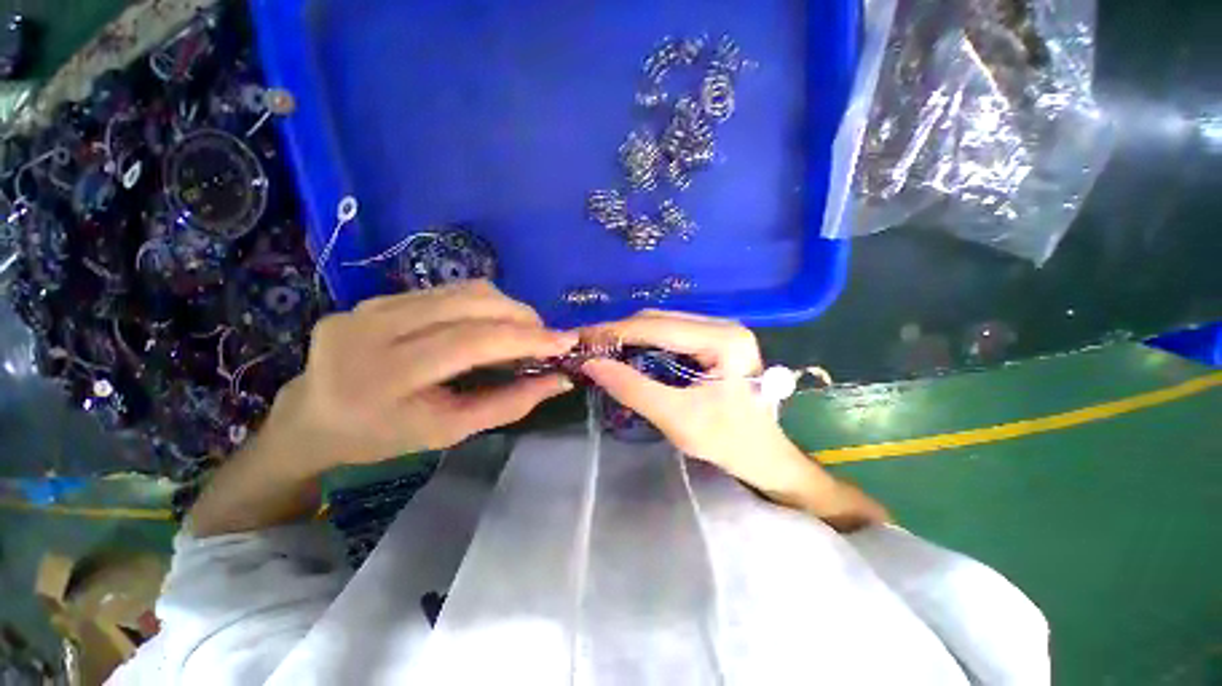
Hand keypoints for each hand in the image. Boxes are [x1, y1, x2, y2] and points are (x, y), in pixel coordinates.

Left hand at [261, 281, 576, 472]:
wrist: (313, 418)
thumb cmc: (383, 437)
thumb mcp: (450, 432)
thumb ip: (509, 405)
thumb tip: (559, 379)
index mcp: (383, 376)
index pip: (469, 341)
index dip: (524, 338)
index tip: (565, 341)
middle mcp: (372, 328)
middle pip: (469, 304)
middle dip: (522, 316)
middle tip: (546, 337)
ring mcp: (370, 305)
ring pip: (462, 290)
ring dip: (506, 307)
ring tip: (523, 330)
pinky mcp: (376, 296)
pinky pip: (445, 290)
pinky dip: (481, 304)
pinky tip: (489, 324)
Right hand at [580, 310, 888, 529]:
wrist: (763, 455)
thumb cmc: (728, 441)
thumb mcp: (677, 418)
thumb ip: (633, 388)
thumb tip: (592, 364)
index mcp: (723, 339)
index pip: (660, 326)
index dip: (617, 332)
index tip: (584, 340)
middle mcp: (723, 325)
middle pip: (661, 320)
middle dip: (621, 333)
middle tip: (589, 347)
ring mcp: (720, 331)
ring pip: (663, 324)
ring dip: (631, 337)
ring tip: (603, 350)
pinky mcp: (713, 341)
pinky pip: (671, 335)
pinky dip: (645, 344)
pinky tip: (628, 354)